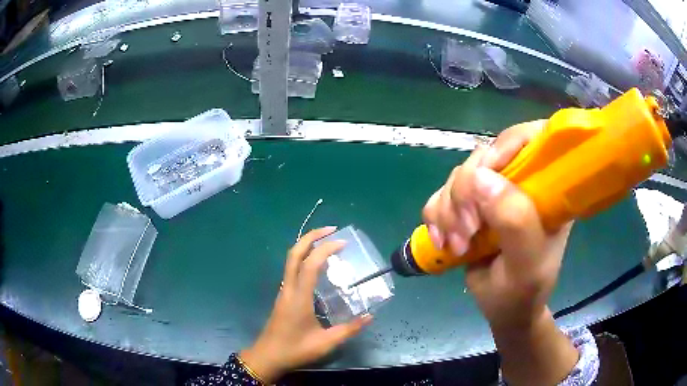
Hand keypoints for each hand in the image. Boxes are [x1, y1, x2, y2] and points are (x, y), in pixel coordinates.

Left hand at [240, 227, 371, 382]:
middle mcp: (288, 288)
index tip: (343, 242)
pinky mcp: (283, 296)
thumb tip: (370, 316)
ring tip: (327, 242)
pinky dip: (304, 258)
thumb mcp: (325, 343)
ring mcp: (283, 291)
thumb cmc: (295, 350)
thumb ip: (349, 329)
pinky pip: (292, 269)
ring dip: (306, 245)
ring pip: (291, 260)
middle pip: (294, 253)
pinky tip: (317, 266)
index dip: (325, 249)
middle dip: (311, 236)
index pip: (310, 265)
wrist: (267, 356)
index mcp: (299, 297)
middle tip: (331, 229)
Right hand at [423, 121, 578, 384]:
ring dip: (449, 210)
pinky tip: (444, 241)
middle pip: (485, 156)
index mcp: (547, 188)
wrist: (504, 310)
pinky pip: (441, 194)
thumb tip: (480, 177)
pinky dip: (436, 217)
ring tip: (457, 245)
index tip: (485, 176)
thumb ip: (515, 221)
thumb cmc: (523, 291)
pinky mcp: (470, 205)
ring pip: (459, 176)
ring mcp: (494, 193)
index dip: (507, 145)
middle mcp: (521, 182)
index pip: (533, 139)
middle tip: (467, 230)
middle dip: (467, 192)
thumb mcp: (526, 264)